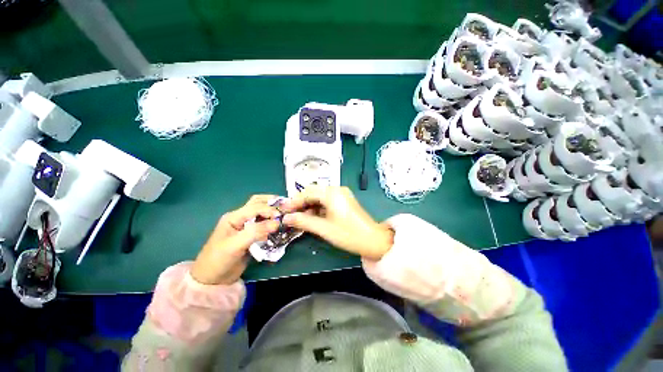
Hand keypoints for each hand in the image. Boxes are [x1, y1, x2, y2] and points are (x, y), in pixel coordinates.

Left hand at [190, 195, 280, 284]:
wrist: (212, 280)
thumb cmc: (219, 260)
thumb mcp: (236, 245)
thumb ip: (256, 232)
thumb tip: (277, 223)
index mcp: (234, 217)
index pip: (255, 207)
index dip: (269, 209)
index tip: (282, 217)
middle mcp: (240, 218)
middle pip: (257, 203)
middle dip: (272, 202)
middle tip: (286, 206)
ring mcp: (245, 226)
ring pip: (261, 212)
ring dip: (272, 210)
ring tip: (285, 212)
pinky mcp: (250, 235)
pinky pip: (263, 224)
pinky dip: (271, 222)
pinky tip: (279, 224)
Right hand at [281, 186, 393, 259]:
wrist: (373, 240)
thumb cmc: (348, 234)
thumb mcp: (323, 228)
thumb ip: (303, 221)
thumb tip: (286, 218)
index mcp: (332, 193)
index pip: (307, 192)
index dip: (294, 201)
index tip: (283, 211)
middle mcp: (337, 189)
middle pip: (313, 193)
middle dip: (301, 203)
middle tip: (290, 215)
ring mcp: (341, 194)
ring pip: (319, 197)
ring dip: (309, 206)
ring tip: (299, 218)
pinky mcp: (344, 200)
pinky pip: (326, 201)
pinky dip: (318, 208)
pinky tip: (312, 217)